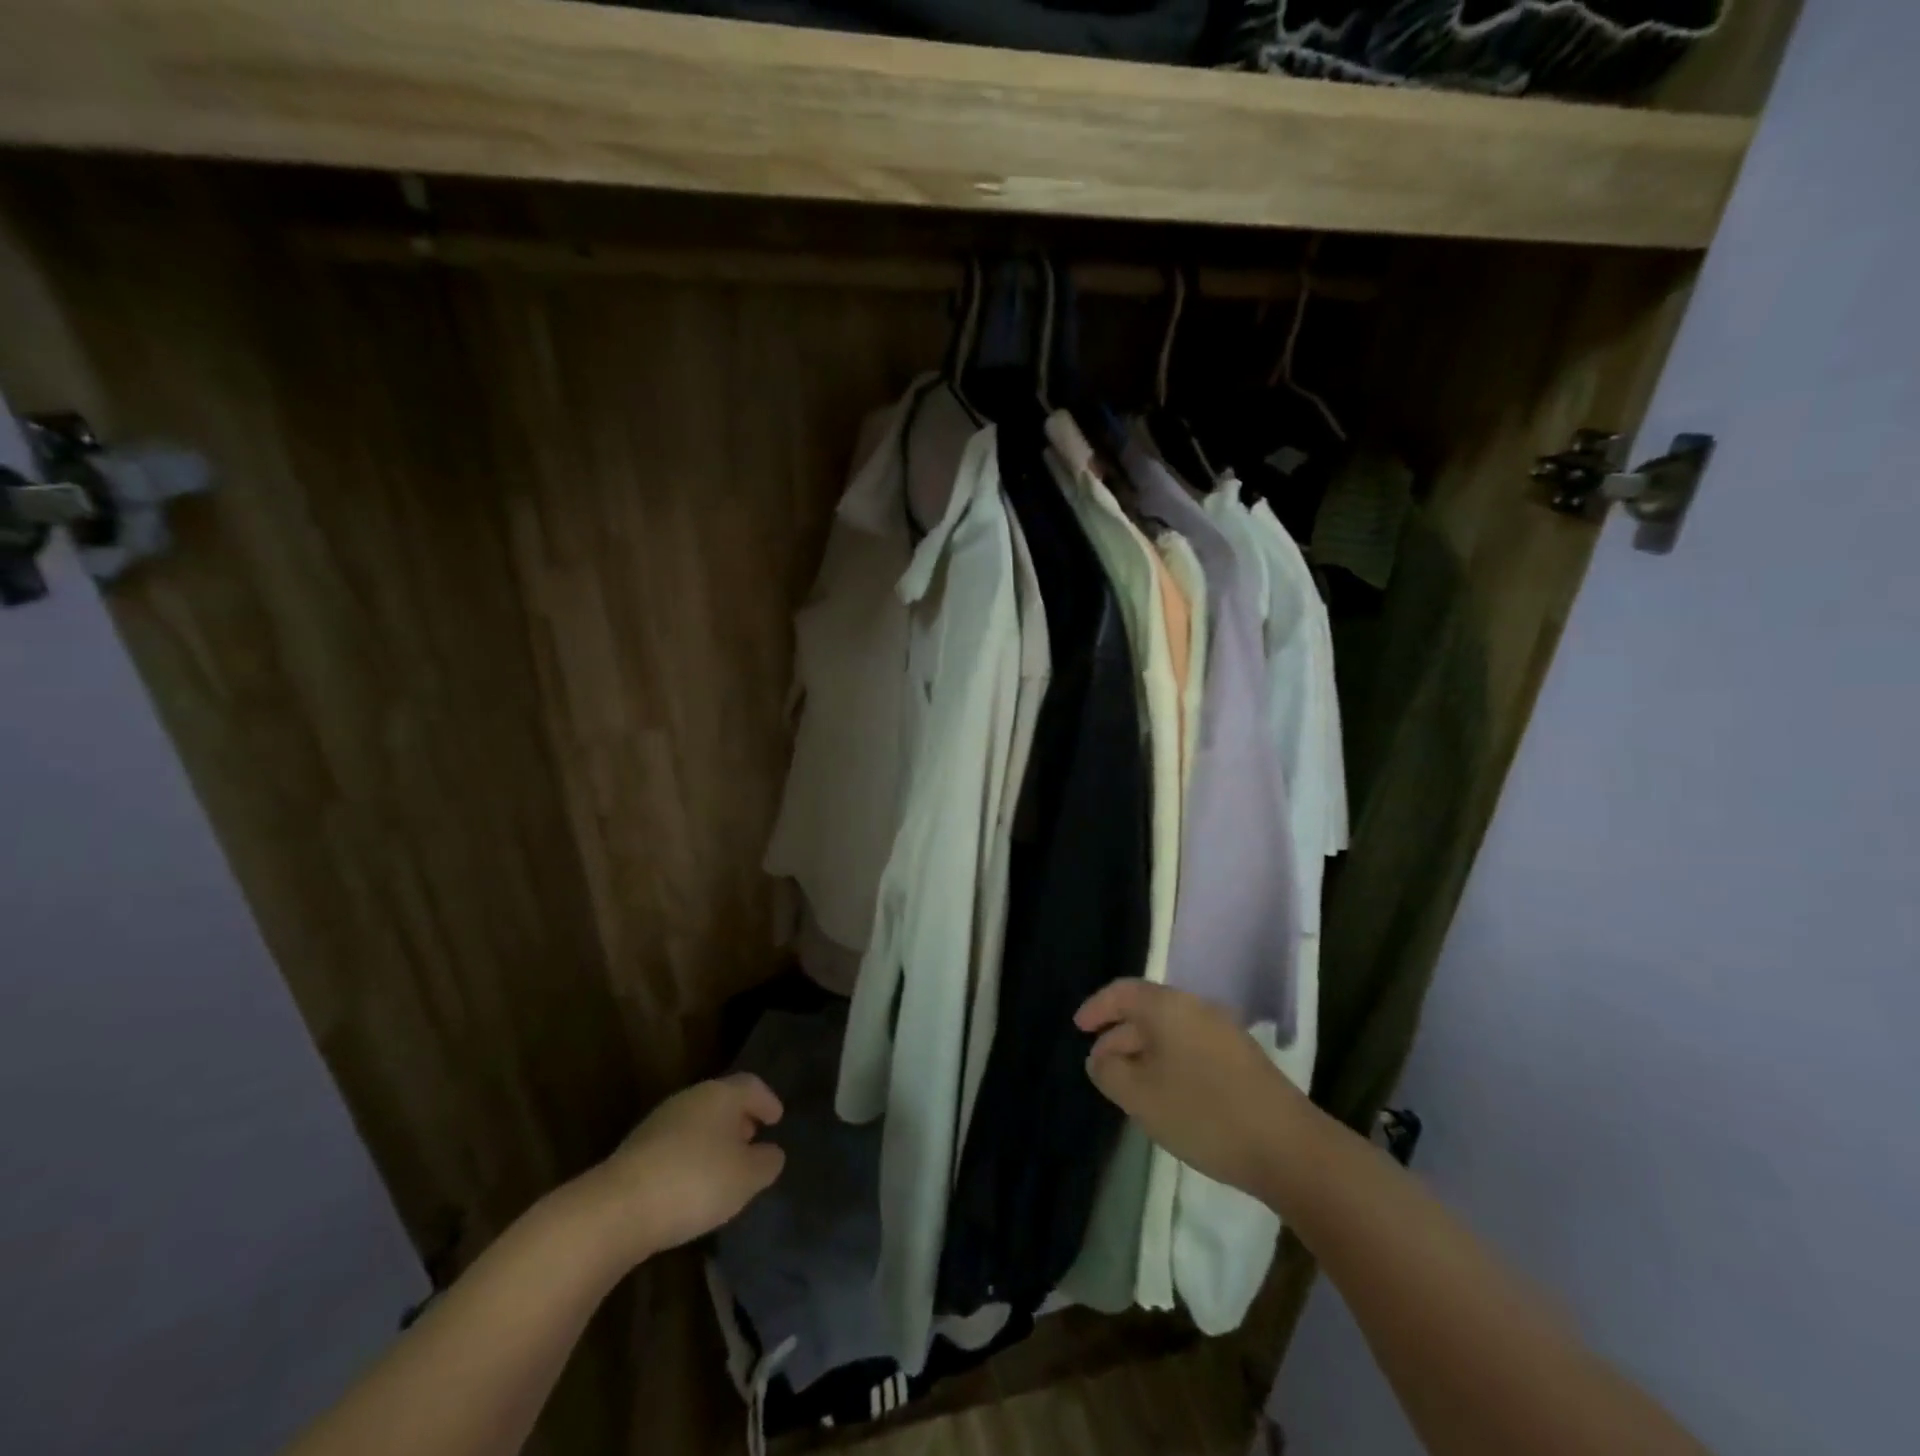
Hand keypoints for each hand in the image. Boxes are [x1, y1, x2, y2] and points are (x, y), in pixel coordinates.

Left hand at [575, 1073, 786, 1265]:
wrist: (617, 1209)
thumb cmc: (695, 1182)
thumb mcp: (746, 1178)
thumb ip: (767, 1162)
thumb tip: (771, 1153)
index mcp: (720, 1095)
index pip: (751, 1085)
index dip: (767, 1100)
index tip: (777, 1118)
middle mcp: (690, 1099)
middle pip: (722, 1100)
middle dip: (740, 1118)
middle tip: (753, 1138)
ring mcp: (659, 1122)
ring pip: (698, 1121)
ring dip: (715, 1138)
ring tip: (725, 1165)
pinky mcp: (636, 1150)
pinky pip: (676, 1143)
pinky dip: (692, 1154)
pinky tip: (693, 1182)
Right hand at [1077, 979, 1306, 1197]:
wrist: (1288, 1147)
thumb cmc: (1202, 1113)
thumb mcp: (1139, 1095)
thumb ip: (1108, 1071)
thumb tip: (1100, 1058)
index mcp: (1168, 1006)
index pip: (1122, 992)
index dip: (1096, 1008)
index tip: (1078, 1029)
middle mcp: (1196, 1008)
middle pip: (1146, 1010)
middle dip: (1118, 1035)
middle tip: (1099, 1066)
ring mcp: (1224, 1031)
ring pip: (1170, 1031)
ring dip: (1144, 1051)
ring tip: (1129, 1085)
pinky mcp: (1242, 1058)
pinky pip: (1191, 1046)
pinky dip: (1169, 1061)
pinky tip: (1167, 1095)